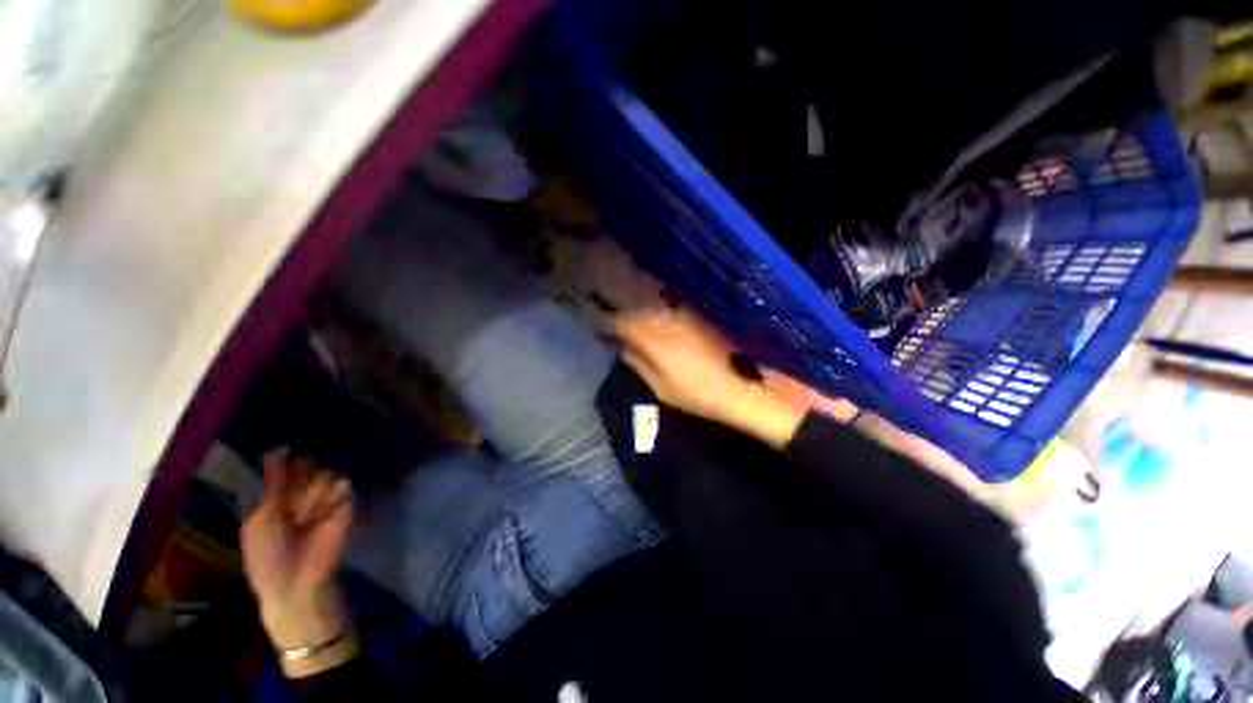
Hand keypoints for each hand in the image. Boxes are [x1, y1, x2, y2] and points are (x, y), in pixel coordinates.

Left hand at [241, 450, 356, 675]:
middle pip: (306, 463)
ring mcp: (325, 495)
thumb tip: (278, 448)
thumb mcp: (260, 519)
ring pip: (323, 473)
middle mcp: (301, 490)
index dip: (283, 459)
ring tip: (305, 519)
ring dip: (312, 495)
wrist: (298, 583)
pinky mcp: (346, 501)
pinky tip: (321, 514)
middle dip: (298, 479)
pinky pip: (343, 484)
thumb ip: (272, 483)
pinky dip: (331, 496)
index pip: (284, 462)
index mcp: (275, 493)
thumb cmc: (268, 555)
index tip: (283, 452)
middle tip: (289, 506)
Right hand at [600, 305, 805, 447]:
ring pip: (647, 298)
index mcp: (651, 338)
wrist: (742, 385)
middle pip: (631, 302)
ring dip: (630, 298)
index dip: (600, 318)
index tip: (589, 318)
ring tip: (618, 302)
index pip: (617, 321)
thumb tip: (619, 346)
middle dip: (612, 301)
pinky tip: (645, 307)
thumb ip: (637, 362)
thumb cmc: (698, 394)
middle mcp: (663, 318)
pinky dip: (650, 301)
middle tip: (598, 303)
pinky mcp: (693, 313)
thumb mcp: (661, 387)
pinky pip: (664, 301)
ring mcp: (680, 313)